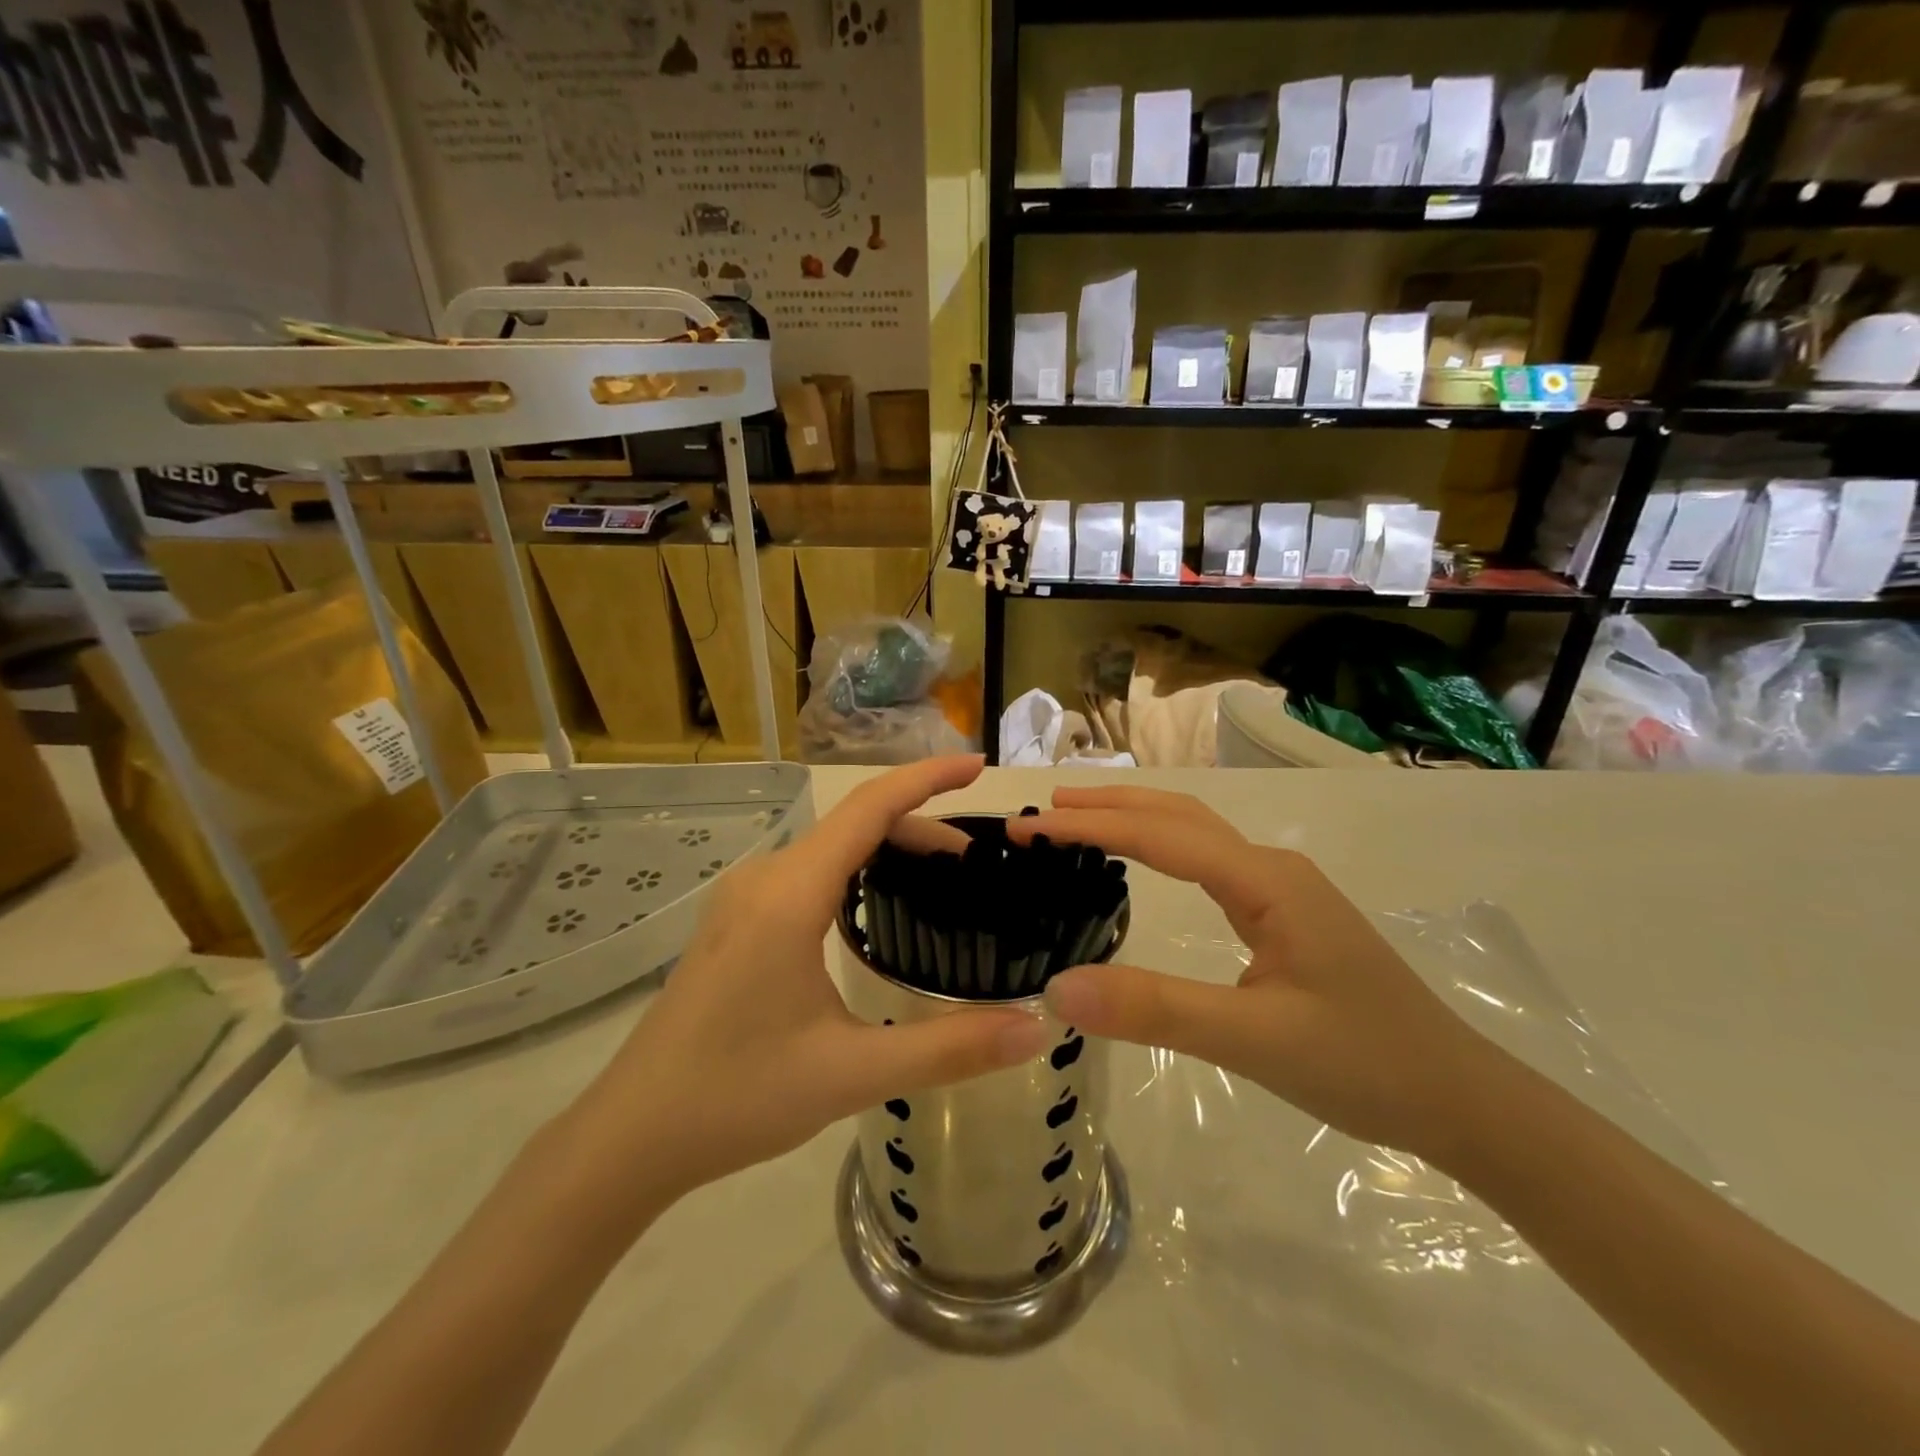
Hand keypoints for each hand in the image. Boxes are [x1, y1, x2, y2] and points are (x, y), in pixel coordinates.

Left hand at [572, 756, 1053, 1206]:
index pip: (869, 808)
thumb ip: (951, 1049)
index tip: (976, 764)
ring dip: (885, 848)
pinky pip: (806, 872)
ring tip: (938, 879)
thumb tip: (1036, 1030)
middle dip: (919, 826)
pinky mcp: (733, 921)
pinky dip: (853, 870)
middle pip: (853, 825)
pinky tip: (872, 909)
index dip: (926, 778)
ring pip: (828, 848)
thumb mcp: (853, 1073)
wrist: (631, 1135)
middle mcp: (764, 878)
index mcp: (790, 894)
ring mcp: (742, 898)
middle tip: (976, 861)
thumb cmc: (738, 1096)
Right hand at [1009, 786, 1504, 1159]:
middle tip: (1041, 813)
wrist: (1460, 1099)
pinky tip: (1144, 862)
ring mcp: (1281, 889)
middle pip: (1177, 814)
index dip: (1090, 827)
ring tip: (1076, 822)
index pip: (1160, 835)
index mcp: (1265, 881)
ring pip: (1195, 833)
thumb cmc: (1362, 1063)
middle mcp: (1271, 869)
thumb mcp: (1252, 1040)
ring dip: (1133, 818)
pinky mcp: (1283, 914)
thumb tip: (1057, 987)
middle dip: (1107, 806)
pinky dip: (1159, 847)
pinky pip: (1208, 863)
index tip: (1029, 827)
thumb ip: (1155, 1010)